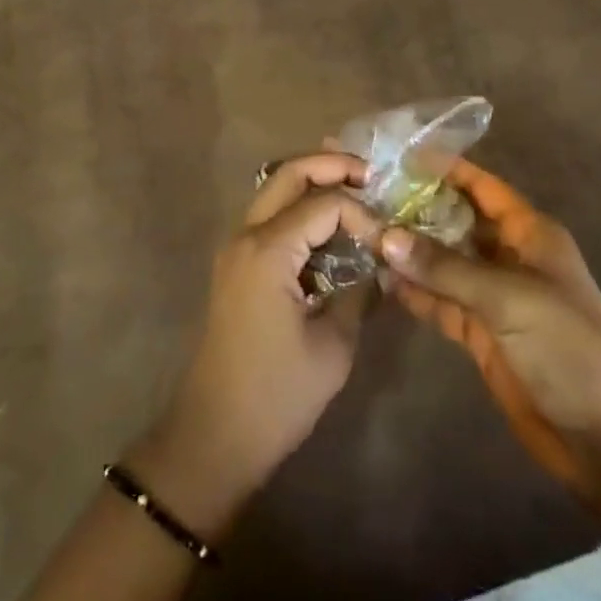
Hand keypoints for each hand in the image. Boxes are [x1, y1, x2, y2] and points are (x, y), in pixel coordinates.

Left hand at [129, 154, 380, 535]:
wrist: (215, 435)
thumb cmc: (276, 395)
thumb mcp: (332, 347)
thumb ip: (358, 294)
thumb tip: (377, 264)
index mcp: (268, 249)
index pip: (323, 203)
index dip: (360, 212)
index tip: (385, 240)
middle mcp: (246, 235)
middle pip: (289, 174)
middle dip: (330, 165)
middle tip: (370, 174)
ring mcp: (236, 247)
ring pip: (274, 190)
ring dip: (312, 182)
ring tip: (354, 190)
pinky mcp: (236, 264)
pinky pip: (269, 217)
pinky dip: (298, 208)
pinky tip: (327, 226)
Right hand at [382, 159, 600, 502]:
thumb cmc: (567, 347)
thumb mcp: (507, 298)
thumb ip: (445, 267)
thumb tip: (385, 236)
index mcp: (529, 233)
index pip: (481, 187)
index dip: (445, 169)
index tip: (400, 156)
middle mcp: (507, 255)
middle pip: (455, 221)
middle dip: (416, 209)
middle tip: (368, 194)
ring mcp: (492, 294)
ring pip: (443, 261)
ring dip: (409, 251)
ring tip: (362, 232)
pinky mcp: (479, 330)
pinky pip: (440, 299)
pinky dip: (414, 290)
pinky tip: (382, 278)